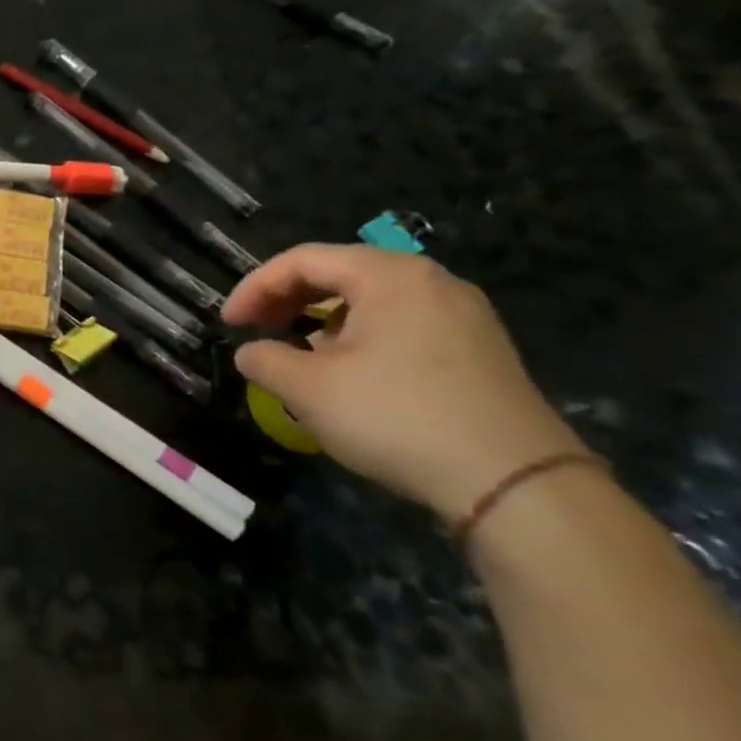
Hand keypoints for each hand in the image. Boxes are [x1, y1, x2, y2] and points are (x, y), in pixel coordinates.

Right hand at [222, 244, 584, 526]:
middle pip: (341, 272)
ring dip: (322, 318)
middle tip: (256, 329)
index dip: (254, 287)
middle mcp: (430, 282)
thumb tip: (251, 352)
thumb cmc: (396, 417)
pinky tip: (349, 370)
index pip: (302, 260)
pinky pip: (402, 323)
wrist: (512, 480)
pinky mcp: (479, 348)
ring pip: (372, 299)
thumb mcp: (308, 389)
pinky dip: (360, 335)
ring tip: (297, 351)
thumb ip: (266, 360)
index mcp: (388, 276)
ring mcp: (462, 315)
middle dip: (288, 298)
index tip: (228, 323)